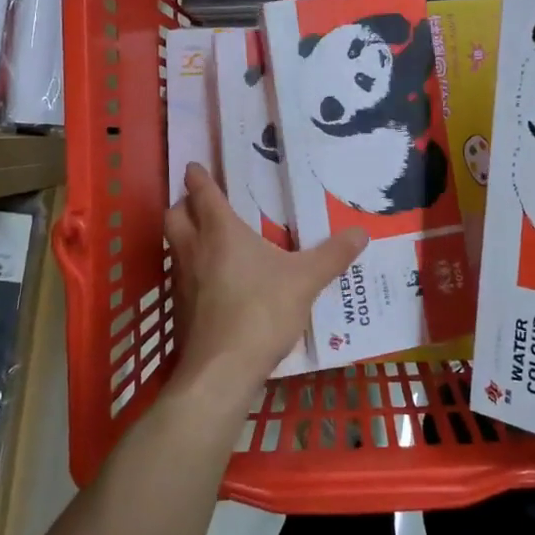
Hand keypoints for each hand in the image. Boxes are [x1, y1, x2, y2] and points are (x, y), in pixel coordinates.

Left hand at [164, 163, 367, 409]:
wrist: (222, 369)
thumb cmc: (262, 311)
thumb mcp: (305, 280)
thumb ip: (332, 255)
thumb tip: (361, 233)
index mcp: (221, 231)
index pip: (203, 193)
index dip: (198, 177)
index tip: (195, 166)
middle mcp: (194, 249)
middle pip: (174, 215)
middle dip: (184, 205)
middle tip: (202, 204)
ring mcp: (182, 280)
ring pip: (173, 245)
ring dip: (184, 236)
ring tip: (209, 239)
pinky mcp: (180, 308)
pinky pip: (180, 275)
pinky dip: (191, 268)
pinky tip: (213, 281)